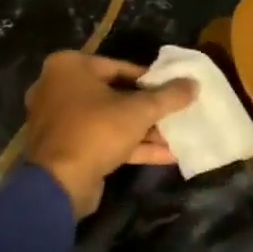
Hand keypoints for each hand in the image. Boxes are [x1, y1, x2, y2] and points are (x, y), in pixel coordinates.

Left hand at [23, 51, 197, 217]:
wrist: (59, 184)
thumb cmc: (96, 131)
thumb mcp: (139, 111)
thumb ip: (169, 96)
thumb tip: (194, 84)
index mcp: (69, 67)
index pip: (119, 66)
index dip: (151, 79)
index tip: (174, 89)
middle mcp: (59, 88)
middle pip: (115, 94)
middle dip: (148, 108)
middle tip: (177, 112)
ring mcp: (61, 120)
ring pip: (110, 120)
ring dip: (143, 130)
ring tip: (178, 135)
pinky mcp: (67, 148)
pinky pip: (102, 140)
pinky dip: (131, 146)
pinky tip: (166, 155)